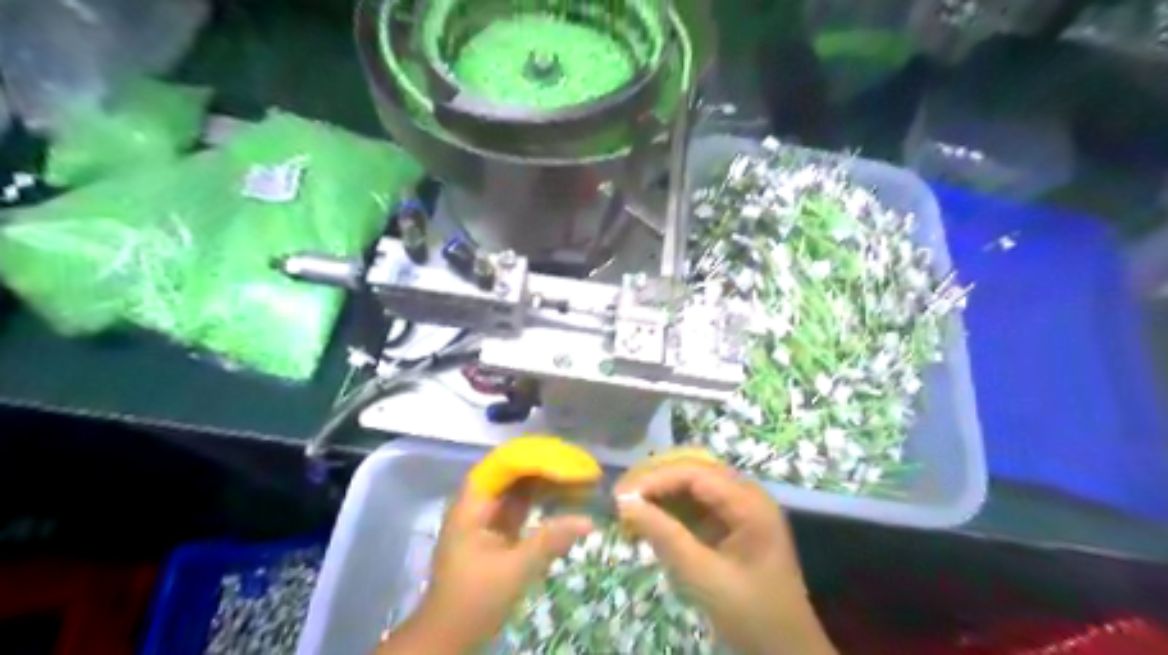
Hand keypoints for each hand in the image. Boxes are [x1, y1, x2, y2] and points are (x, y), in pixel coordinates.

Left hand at [387, 478, 592, 652]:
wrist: (449, 634)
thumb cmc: (474, 600)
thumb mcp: (514, 570)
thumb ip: (550, 541)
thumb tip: (589, 521)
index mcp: (472, 503)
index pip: (505, 464)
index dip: (538, 458)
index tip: (568, 462)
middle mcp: (478, 501)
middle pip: (513, 469)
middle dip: (547, 465)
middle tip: (579, 466)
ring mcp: (487, 514)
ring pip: (519, 485)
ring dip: (547, 479)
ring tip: (578, 476)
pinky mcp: (497, 528)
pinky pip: (522, 502)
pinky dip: (543, 497)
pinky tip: (565, 496)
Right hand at [614, 462, 835, 654]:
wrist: (787, 652)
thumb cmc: (750, 614)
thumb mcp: (703, 576)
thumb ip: (664, 535)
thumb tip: (624, 504)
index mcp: (749, 503)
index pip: (695, 473)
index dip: (655, 479)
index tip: (621, 495)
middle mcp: (747, 495)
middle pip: (694, 472)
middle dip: (655, 481)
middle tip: (621, 497)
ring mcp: (742, 509)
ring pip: (693, 486)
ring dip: (661, 494)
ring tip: (629, 507)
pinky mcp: (734, 524)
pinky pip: (698, 505)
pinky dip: (672, 510)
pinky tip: (650, 520)